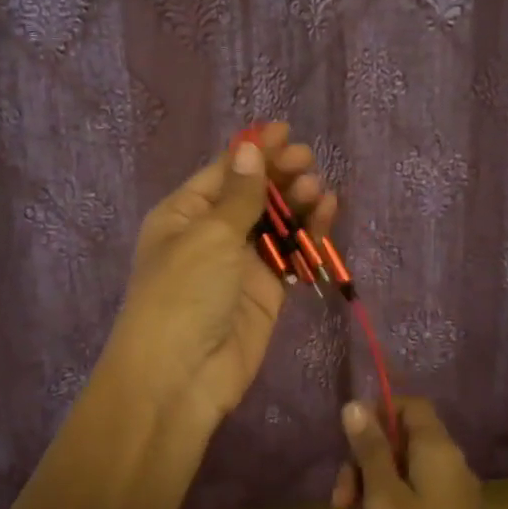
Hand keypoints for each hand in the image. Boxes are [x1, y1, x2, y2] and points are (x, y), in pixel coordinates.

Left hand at [109, 122, 334, 435]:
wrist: (180, 377)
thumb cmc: (184, 293)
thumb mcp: (208, 235)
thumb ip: (240, 195)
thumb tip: (249, 146)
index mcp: (184, 214)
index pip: (223, 172)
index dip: (254, 150)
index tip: (287, 131)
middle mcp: (210, 234)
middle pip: (252, 194)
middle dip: (279, 175)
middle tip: (308, 161)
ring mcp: (240, 264)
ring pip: (275, 223)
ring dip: (297, 202)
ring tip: (318, 188)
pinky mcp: (266, 292)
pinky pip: (290, 254)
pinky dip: (308, 235)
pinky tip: (327, 213)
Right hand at [333, 398, 507, 508]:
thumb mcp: (383, 498)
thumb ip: (370, 449)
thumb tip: (356, 404)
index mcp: (439, 451)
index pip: (411, 405)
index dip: (378, 413)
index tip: (349, 443)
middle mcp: (453, 466)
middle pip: (404, 440)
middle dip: (367, 459)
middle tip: (341, 499)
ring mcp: (456, 499)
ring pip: (407, 472)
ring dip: (374, 486)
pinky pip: (418, 498)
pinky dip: (392, 507)